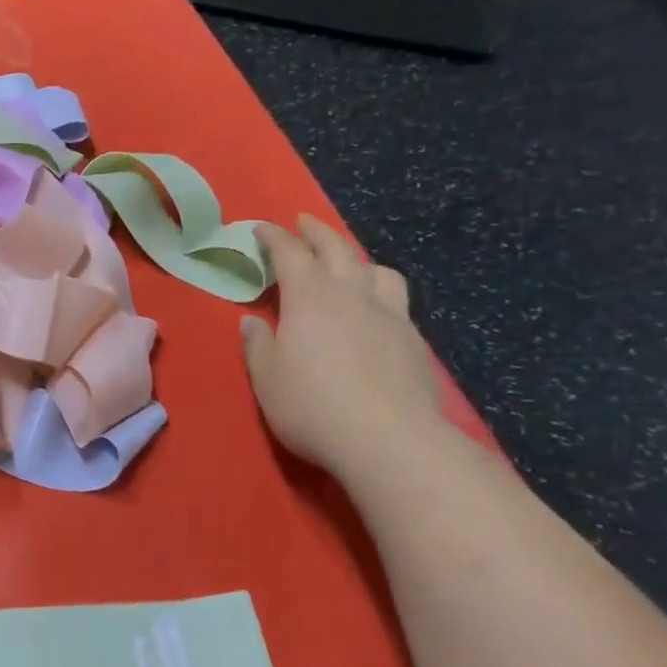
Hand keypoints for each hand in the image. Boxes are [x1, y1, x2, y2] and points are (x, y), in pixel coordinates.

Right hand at [241, 216, 449, 483]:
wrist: (393, 443)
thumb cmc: (314, 407)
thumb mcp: (266, 379)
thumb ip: (258, 346)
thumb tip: (252, 323)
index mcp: (310, 298)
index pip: (290, 253)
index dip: (274, 237)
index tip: (261, 228)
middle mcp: (352, 296)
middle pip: (337, 249)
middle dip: (317, 232)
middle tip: (303, 223)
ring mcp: (390, 317)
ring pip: (378, 270)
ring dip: (358, 259)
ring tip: (348, 265)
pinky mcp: (415, 343)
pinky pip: (398, 302)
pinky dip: (380, 292)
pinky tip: (376, 312)